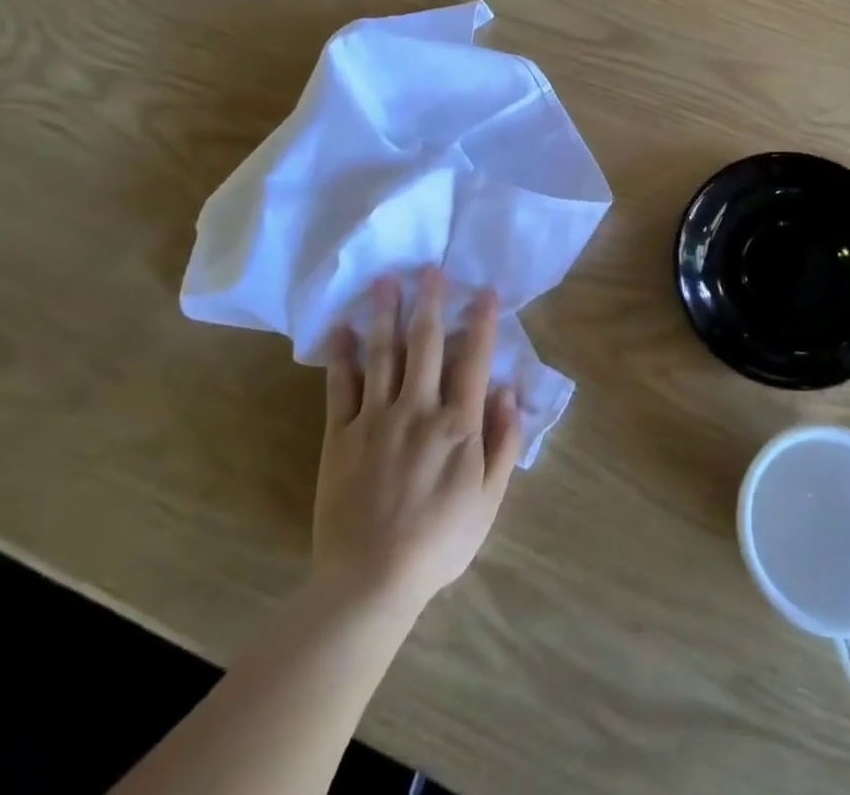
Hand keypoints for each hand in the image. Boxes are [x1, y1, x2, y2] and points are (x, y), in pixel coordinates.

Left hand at [313, 268, 523, 614]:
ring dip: (386, 314)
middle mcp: (418, 408)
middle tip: (430, 267)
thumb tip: (509, 392)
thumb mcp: (489, 498)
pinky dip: (342, 356)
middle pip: (426, 344)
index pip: (474, 358)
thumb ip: (503, 442)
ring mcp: (376, 419)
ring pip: (383, 354)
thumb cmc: (439, 541)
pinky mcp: (341, 436)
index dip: (481, 321)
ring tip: (386, 279)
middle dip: (430, 302)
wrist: (370, 582)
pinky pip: (341, 387)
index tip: (483, 290)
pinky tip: (343, 329)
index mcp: (458, 423)